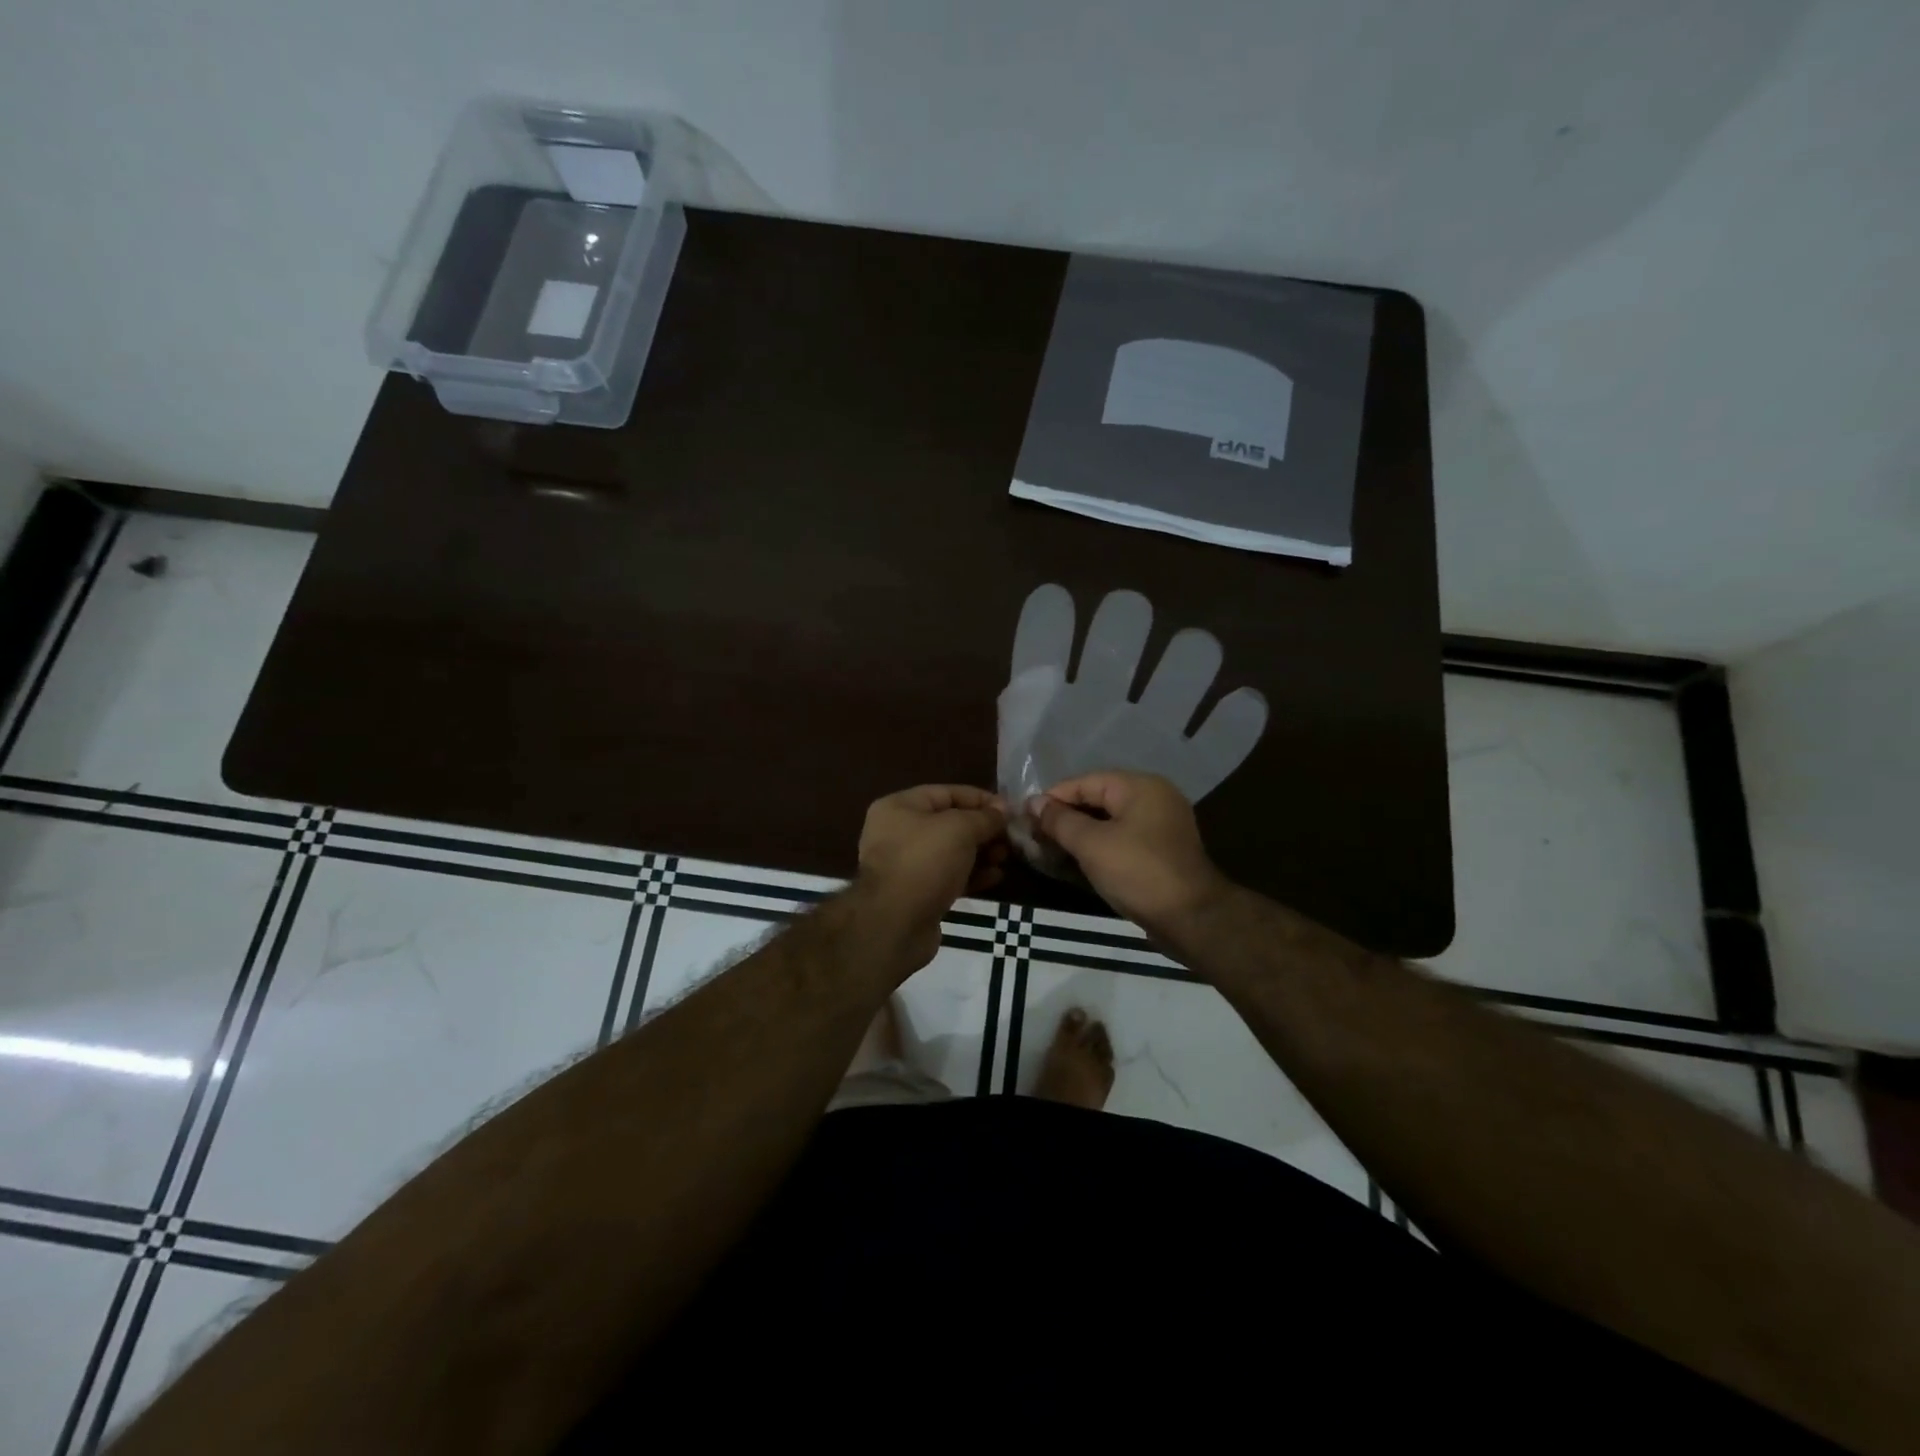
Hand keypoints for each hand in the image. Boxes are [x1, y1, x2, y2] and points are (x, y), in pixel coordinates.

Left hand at [856, 785, 1007, 966]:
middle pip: (949, 823)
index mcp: (899, 807)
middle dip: (983, 829)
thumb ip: (985, 817)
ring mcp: (906, 865)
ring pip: (951, 852)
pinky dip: (971, 875)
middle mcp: (897, 832)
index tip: (1010, 810)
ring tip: (1005, 858)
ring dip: (981, 853)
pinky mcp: (916, 893)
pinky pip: (948, 876)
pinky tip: (995, 878)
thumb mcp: (960, 829)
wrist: (896, 924)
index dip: (981, 799)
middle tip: (1011, 839)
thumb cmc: (925, 862)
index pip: (947, 793)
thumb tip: (1003, 810)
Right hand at [1031, 771, 1228, 934]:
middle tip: (1033, 837)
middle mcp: (1153, 797)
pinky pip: (1122, 839)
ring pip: (1109, 821)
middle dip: (1064, 817)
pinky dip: (1099, 846)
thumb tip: (1033, 802)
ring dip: (1080, 834)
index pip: (1084, 782)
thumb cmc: (1138, 872)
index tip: (1024, 818)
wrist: (1192, 919)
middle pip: (1097, 799)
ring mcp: (1161, 825)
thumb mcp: (1091, 844)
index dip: (1052, 798)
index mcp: (1140, 786)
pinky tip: (1077, 861)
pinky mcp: (1162, 851)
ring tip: (1049, 850)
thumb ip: (1060, 820)